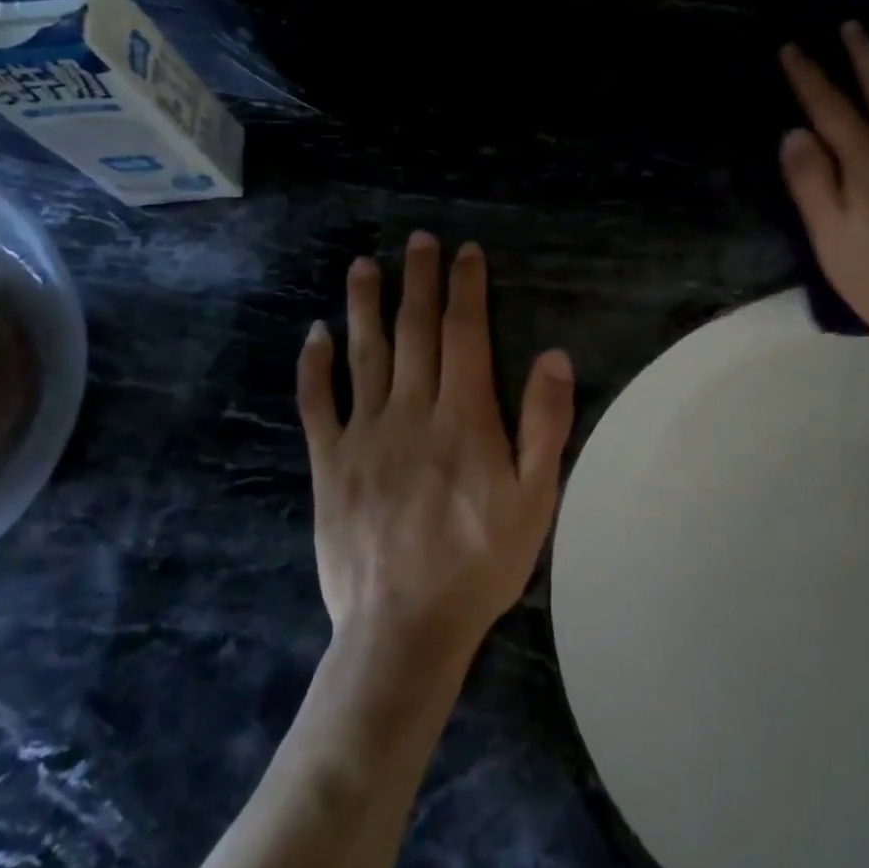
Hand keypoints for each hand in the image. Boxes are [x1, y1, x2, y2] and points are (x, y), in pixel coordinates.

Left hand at [296, 235, 575, 661]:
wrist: (405, 626)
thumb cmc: (481, 562)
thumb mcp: (536, 499)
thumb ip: (544, 424)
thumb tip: (553, 356)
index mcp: (464, 418)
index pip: (465, 334)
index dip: (466, 288)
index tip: (466, 253)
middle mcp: (412, 412)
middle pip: (415, 331)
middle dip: (419, 281)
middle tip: (419, 241)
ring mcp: (364, 435)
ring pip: (364, 355)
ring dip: (364, 306)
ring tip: (364, 265)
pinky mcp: (329, 464)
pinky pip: (317, 404)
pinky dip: (314, 367)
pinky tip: (314, 336)